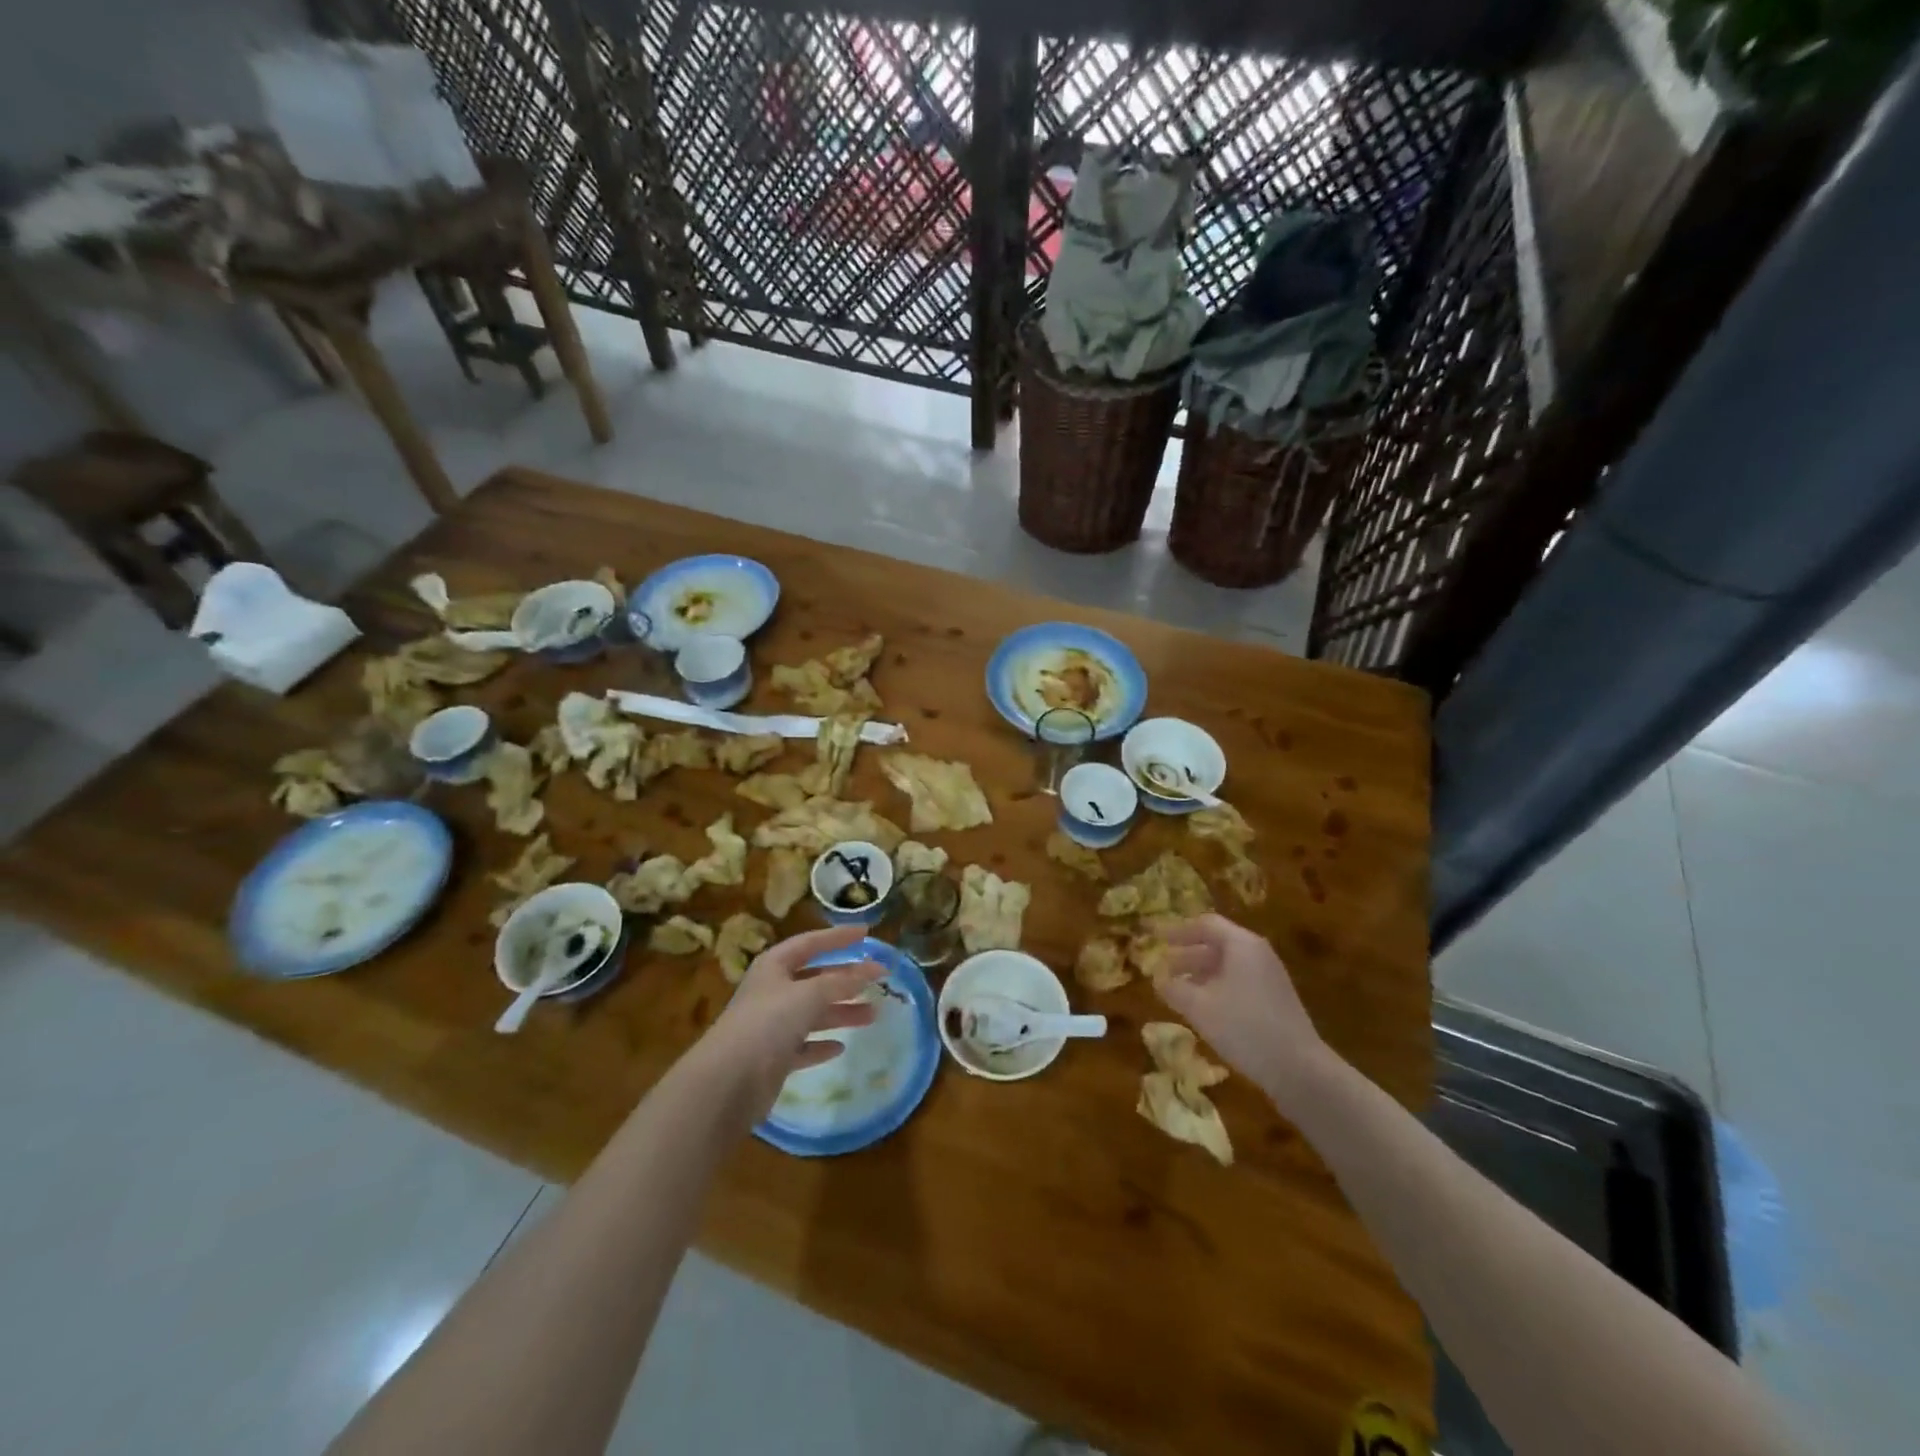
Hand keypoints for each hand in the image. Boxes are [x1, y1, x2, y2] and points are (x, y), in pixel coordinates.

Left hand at [699, 925, 883, 1120]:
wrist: (727, 1082)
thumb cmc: (767, 1023)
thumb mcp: (809, 995)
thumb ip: (842, 981)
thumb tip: (873, 968)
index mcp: (774, 966)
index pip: (810, 942)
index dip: (838, 937)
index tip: (866, 933)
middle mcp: (772, 992)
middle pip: (815, 979)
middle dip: (846, 979)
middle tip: (879, 979)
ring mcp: (771, 1026)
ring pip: (813, 1013)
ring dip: (841, 1012)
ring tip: (873, 1015)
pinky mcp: (773, 1059)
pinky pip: (803, 1046)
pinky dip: (821, 1044)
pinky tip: (840, 1047)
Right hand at [1158, 914, 1336, 1111]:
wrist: (1299, 1069)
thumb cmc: (1244, 1027)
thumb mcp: (1199, 1007)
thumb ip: (1174, 989)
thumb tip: (1158, 978)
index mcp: (1242, 945)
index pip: (1205, 924)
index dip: (1177, 931)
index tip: (1156, 939)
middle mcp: (1257, 954)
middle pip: (1217, 944)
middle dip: (1186, 954)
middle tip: (1162, 967)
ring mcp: (1269, 977)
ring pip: (1227, 965)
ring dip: (1199, 974)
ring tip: (1176, 989)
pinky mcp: (1274, 1000)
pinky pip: (1238, 982)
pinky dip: (1215, 987)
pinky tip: (1202, 1008)